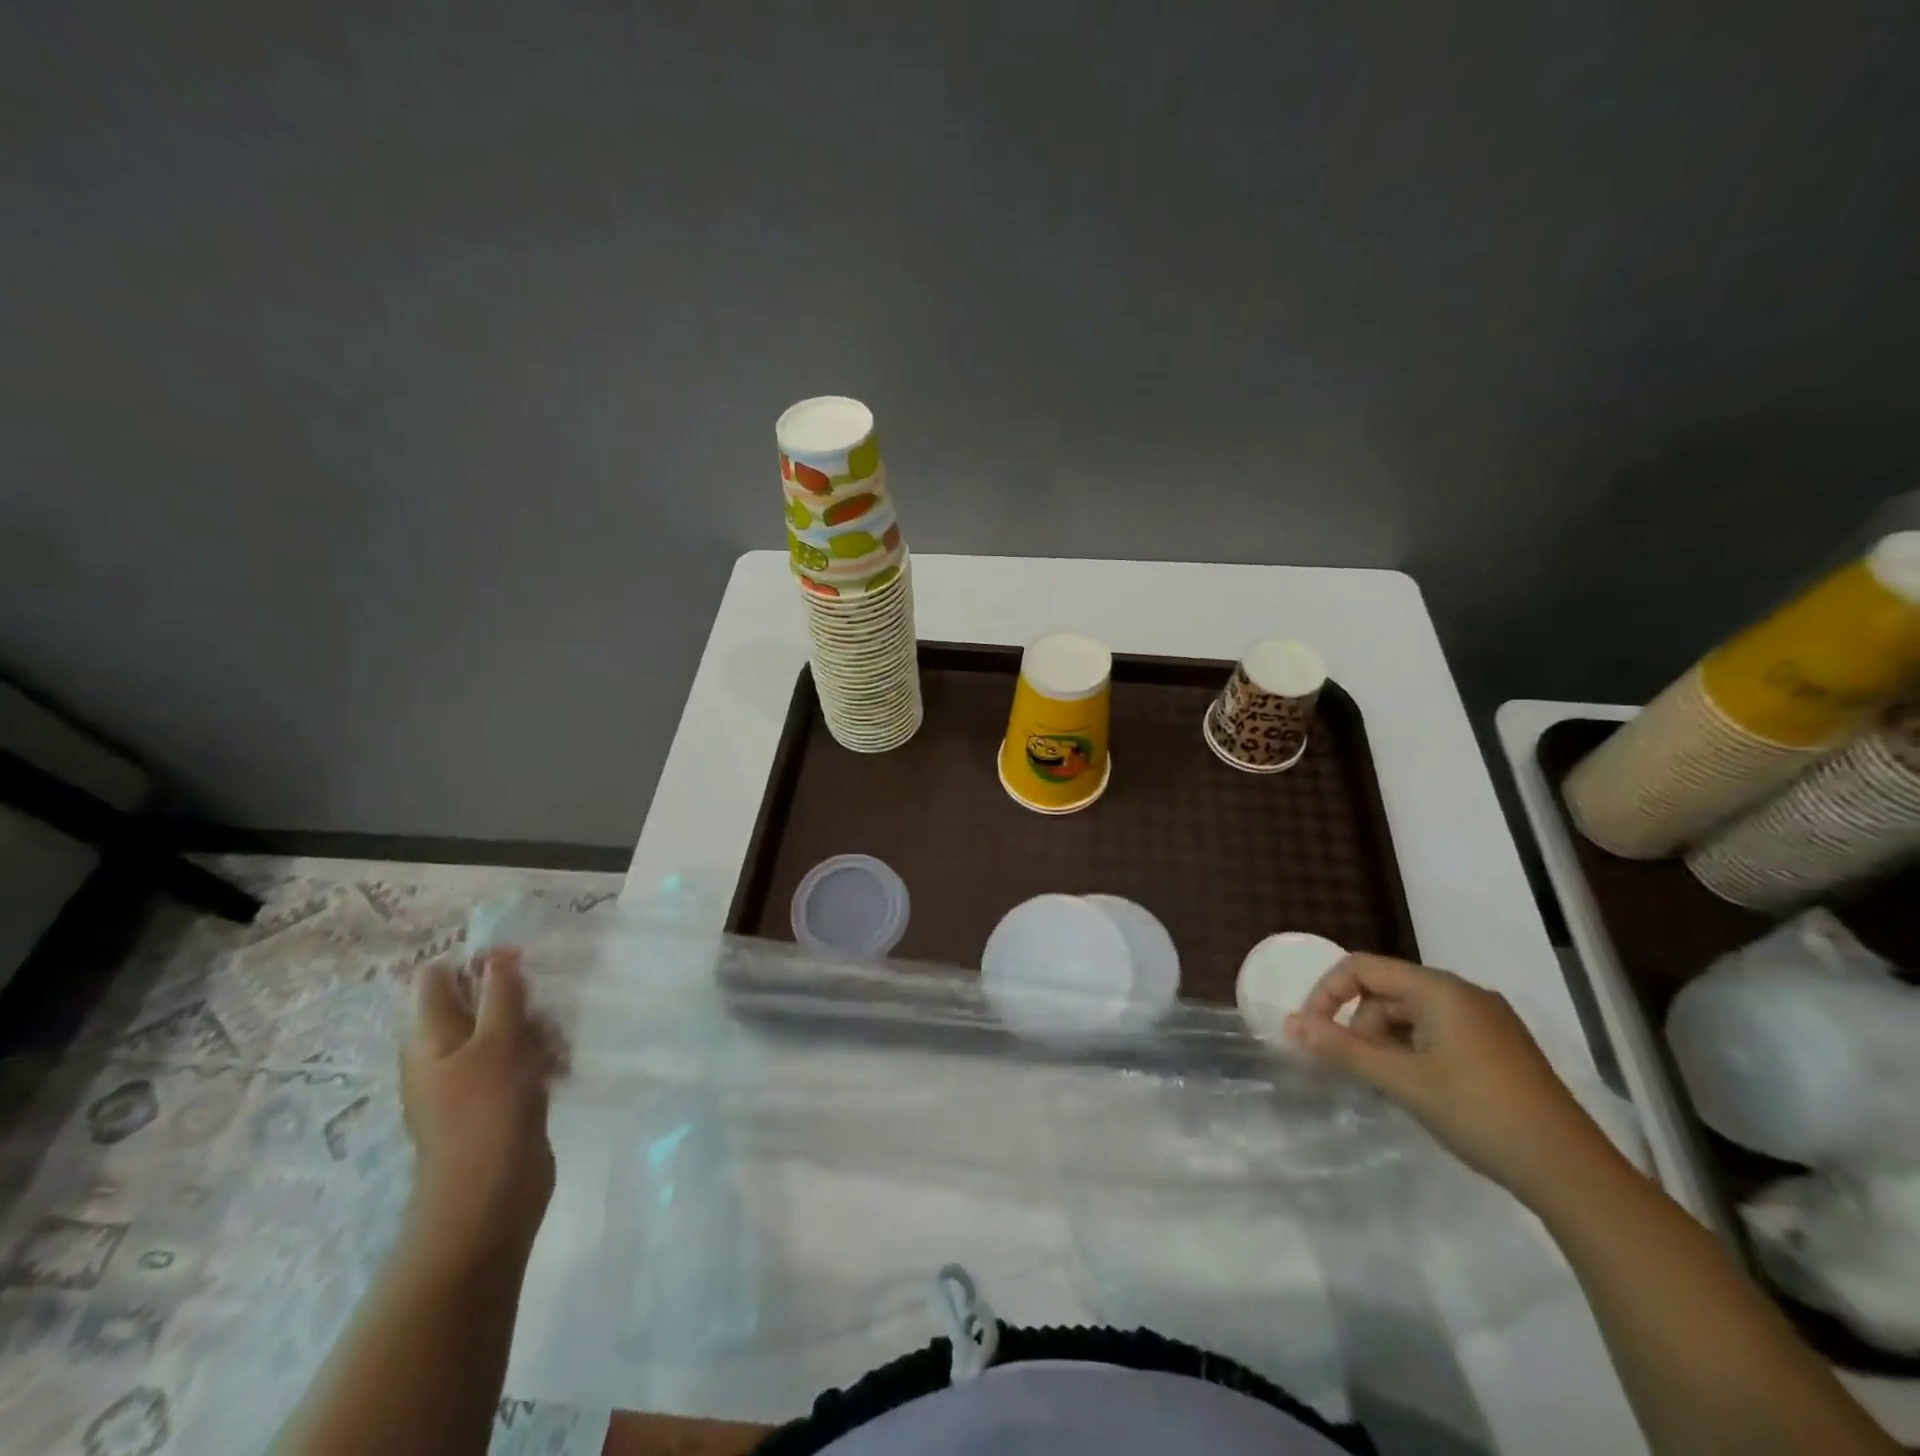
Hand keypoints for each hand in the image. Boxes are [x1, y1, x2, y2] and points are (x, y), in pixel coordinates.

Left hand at [401, 948, 564, 1259]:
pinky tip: (560, 1068)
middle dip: (516, 997)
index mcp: (428, 1035)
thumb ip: (500, 993)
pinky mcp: (496, 1099)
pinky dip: (539, 1057)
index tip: (518, 964)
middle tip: (542, 1009)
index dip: (474, 962)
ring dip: (535, 1028)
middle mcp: (442, 1052)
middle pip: (475, 1001)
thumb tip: (496, 954)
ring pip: (503, 1030)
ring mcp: (468, 1078)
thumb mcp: (498, 1041)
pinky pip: (517, 1060)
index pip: (436, 977)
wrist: (489, 1198)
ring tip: (555, 1046)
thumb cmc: (487, 1110)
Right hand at [1283, 954, 1615, 1200]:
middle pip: (1387, 990)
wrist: (1573, 1174)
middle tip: (1354, 1068)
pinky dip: (1414, 1051)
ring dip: (1386, 1040)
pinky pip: (1439, 1032)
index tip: (1312, 1032)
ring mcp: (1487, 1021)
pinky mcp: (1500, 1048)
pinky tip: (1419, 1088)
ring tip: (1387, 1084)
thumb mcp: (1402, 1081)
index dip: (1328, 993)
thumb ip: (1343, 1049)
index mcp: (1440, 989)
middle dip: (1359, 1023)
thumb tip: (1291, 1025)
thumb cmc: (1479, 1113)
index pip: (1363, 967)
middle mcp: (1464, 993)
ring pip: (1412, 1013)